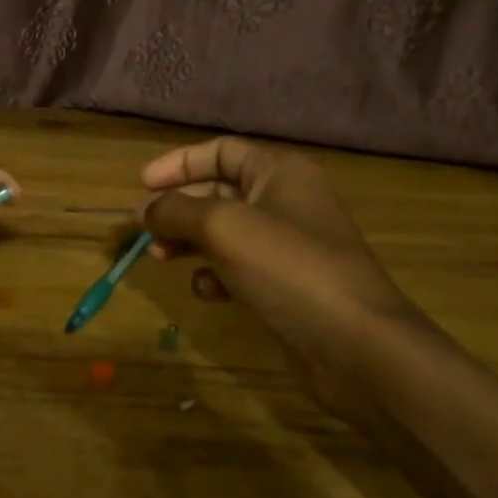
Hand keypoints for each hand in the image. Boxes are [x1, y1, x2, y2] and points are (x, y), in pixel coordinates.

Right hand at [141, 138, 420, 396]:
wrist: (357, 345)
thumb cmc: (288, 268)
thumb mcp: (222, 227)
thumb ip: (176, 211)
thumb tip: (143, 210)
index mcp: (280, 173)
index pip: (221, 152)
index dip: (178, 164)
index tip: (141, 186)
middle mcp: (286, 201)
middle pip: (218, 193)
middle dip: (178, 209)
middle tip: (144, 230)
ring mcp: (288, 246)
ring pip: (224, 233)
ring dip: (189, 242)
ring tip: (160, 258)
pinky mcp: (286, 284)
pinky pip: (239, 268)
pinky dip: (216, 275)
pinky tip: (207, 292)